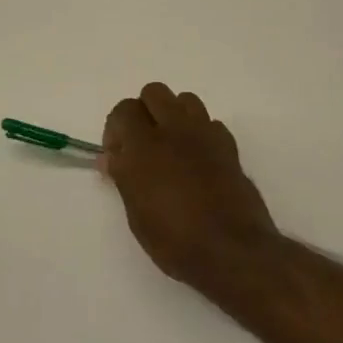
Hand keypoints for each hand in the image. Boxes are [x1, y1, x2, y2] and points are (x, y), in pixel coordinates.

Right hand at [102, 83, 281, 294]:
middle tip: (142, 144)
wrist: (232, 250)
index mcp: (144, 145)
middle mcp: (174, 130)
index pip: (123, 109)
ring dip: (174, 115)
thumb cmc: (175, 240)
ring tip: (171, 146)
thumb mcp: (136, 214)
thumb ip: (123, 177)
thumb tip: (110, 157)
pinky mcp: (229, 146)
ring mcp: (205, 134)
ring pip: (185, 100)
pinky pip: (210, 123)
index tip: (118, 154)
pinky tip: (198, 159)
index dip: (116, 128)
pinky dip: (200, 133)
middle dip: (144, 111)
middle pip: (154, 92)